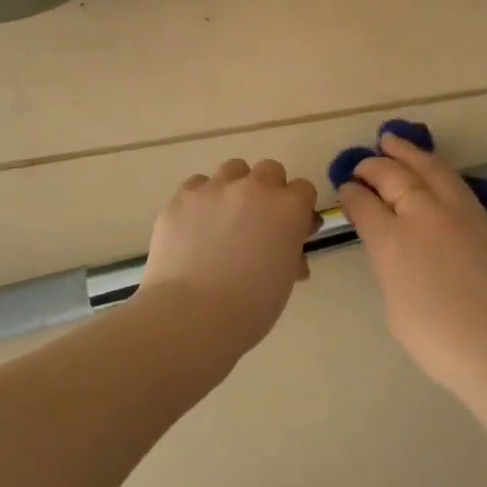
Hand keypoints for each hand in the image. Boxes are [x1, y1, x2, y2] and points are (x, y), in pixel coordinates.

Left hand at [140, 158, 319, 351]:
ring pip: (233, 169)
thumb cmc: (250, 308)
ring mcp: (215, 189)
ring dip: (236, 187)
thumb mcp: (284, 279)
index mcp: (288, 209)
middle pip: (270, 169)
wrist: (191, 316)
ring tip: (225, 217)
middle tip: (259, 221)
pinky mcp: (182, 198)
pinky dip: (202, 198)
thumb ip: (290, 251)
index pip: (304, 189)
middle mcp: (254, 188)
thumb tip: (287, 247)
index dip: (299, 209)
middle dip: (269, 190)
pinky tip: (196, 224)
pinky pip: (198, 185)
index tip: (291, 229)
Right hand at [338, 132, 486, 397]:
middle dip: (372, 167)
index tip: (345, 188)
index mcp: (391, 241)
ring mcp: (455, 211)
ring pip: (426, 167)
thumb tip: (392, 246)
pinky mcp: (481, 216)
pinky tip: (428, 165)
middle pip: (392, 176)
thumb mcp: (395, 306)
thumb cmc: (440, 341)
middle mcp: (421, 215)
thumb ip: (390, 266)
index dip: (351, 193)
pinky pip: (451, 178)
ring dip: (405, 152)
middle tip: (361, 165)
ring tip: (390, 140)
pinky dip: (434, 165)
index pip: (364, 204)